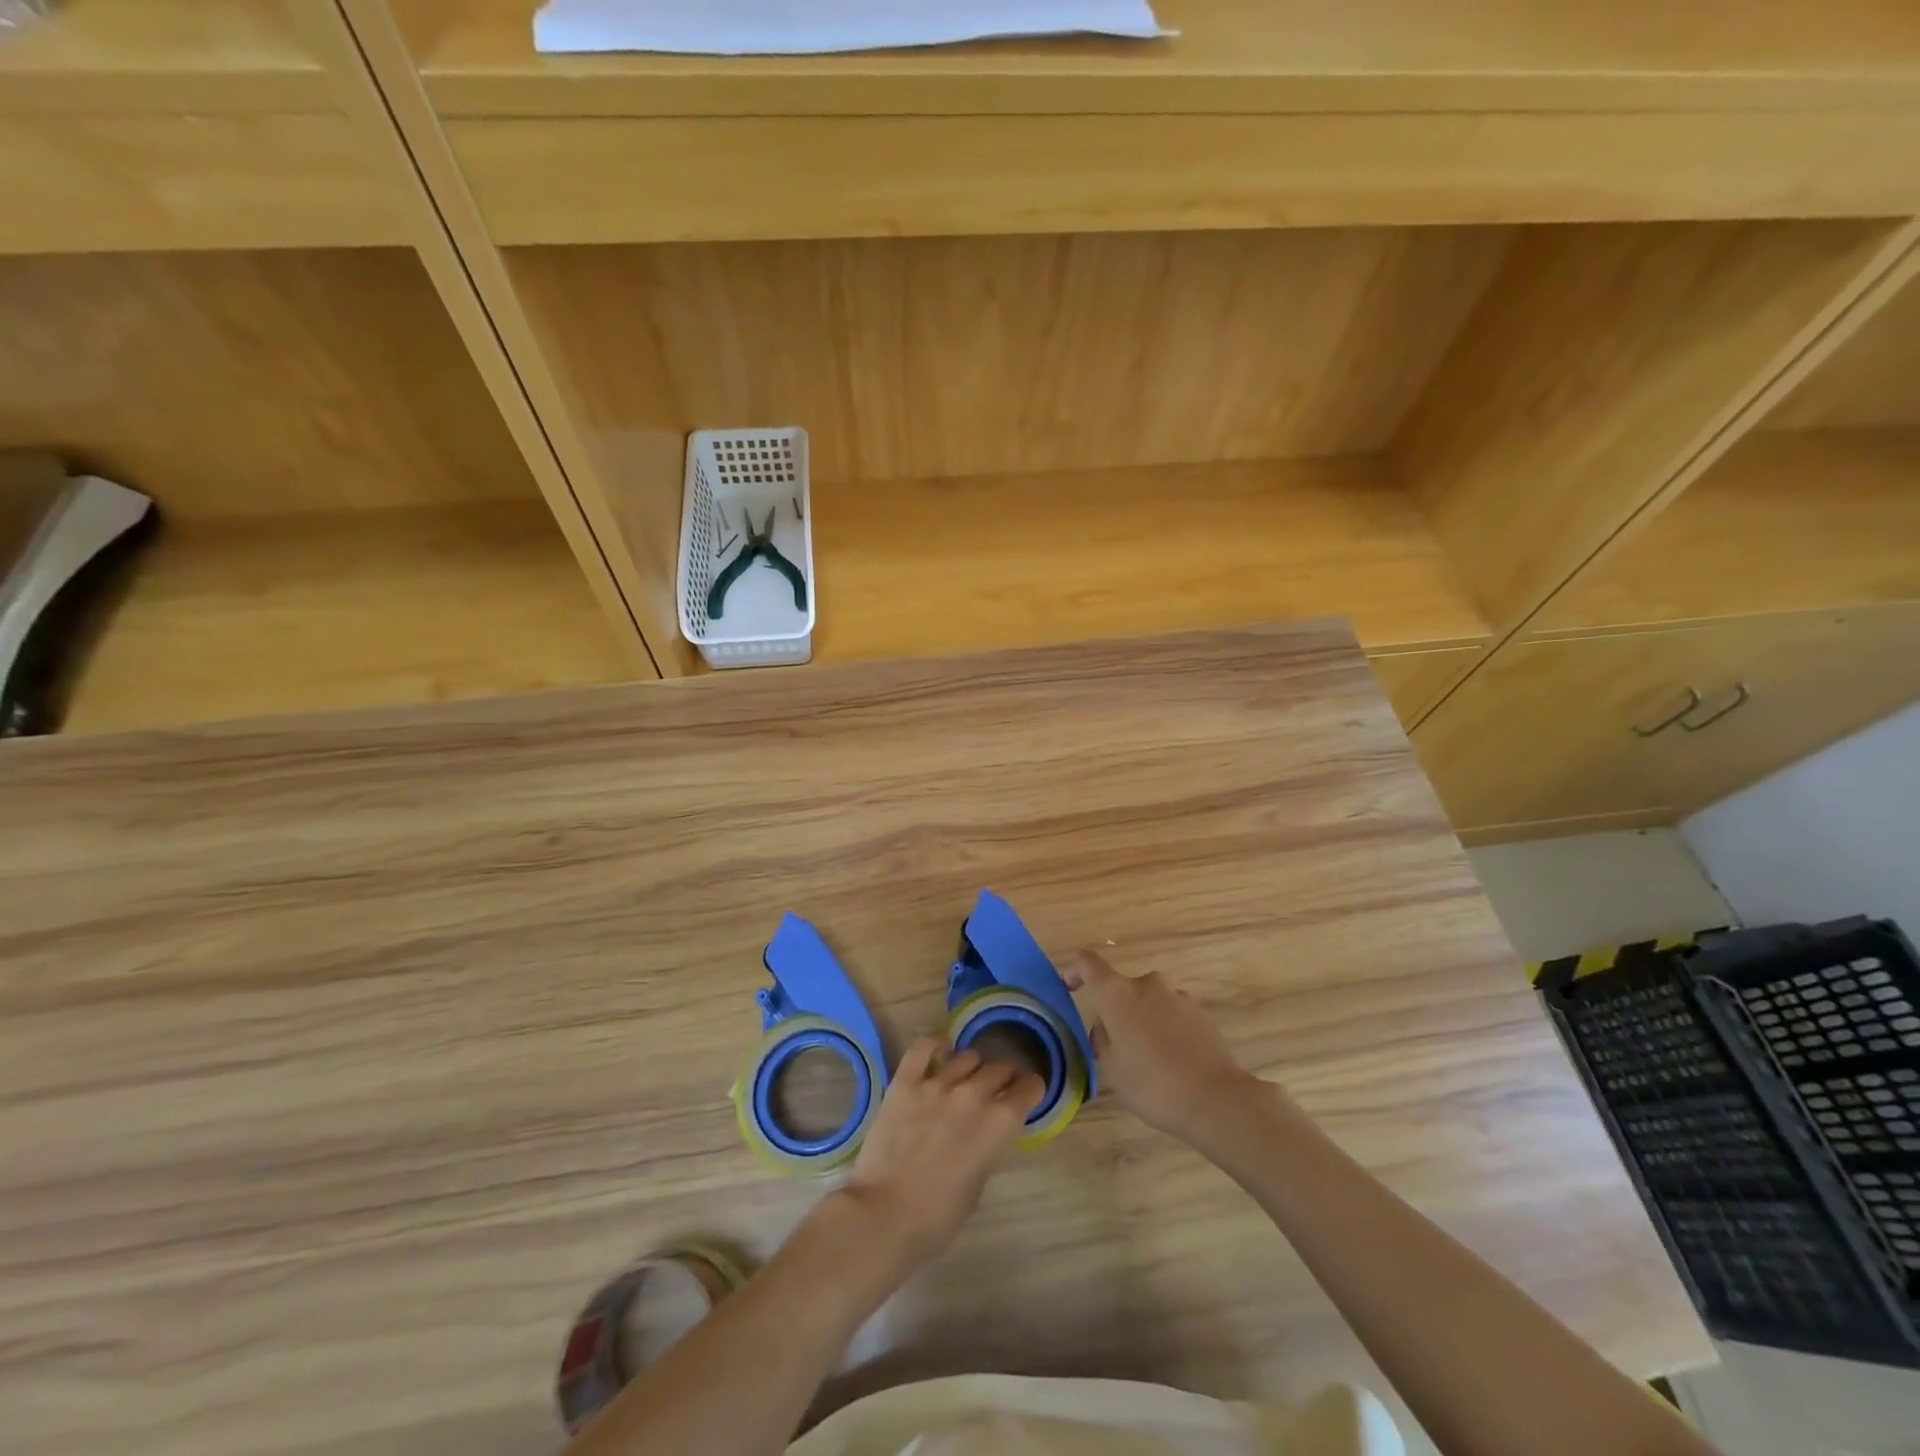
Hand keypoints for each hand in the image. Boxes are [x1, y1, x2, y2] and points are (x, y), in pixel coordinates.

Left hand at [840, 1037, 1044, 1269]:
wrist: (884, 1215)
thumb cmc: (937, 1217)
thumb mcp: (979, 1184)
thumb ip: (988, 1147)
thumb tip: (985, 1131)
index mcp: (999, 1123)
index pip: (1029, 1087)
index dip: (1030, 1090)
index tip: (1025, 1095)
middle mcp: (973, 1094)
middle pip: (1000, 1068)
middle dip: (1003, 1078)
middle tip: (995, 1091)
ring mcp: (937, 1083)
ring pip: (968, 1056)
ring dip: (972, 1068)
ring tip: (964, 1080)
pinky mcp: (906, 1081)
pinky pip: (924, 1046)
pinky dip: (935, 1044)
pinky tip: (939, 1052)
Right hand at [1063, 949, 1259, 1143]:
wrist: (1216, 1099)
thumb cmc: (1152, 1084)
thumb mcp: (1111, 1068)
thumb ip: (1103, 1039)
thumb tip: (1108, 1026)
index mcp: (1117, 993)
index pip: (1087, 963)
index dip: (1074, 969)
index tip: (1068, 986)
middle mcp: (1146, 984)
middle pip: (1121, 988)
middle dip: (1114, 1011)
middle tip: (1114, 1046)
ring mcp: (1177, 996)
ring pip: (1148, 1002)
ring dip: (1142, 1021)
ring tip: (1147, 1060)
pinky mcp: (1201, 1013)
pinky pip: (1171, 1015)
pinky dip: (1165, 1030)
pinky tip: (1172, 1062)